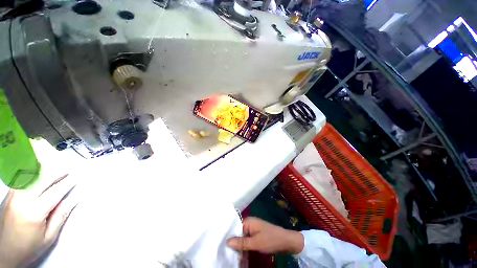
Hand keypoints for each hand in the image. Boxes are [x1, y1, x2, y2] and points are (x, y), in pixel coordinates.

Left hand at [0, 175, 77, 267]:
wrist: (4, 252)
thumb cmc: (29, 248)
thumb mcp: (48, 237)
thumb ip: (60, 216)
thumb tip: (73, 199)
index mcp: (34, 213)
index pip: (54, 193)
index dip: (67, 184)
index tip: (76, 178)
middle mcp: (21, 201)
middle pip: (41, 180)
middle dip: (56, 173)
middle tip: (68, 170)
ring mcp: (13, 196)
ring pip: (29, 176)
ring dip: (44, 170)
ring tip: (55, 168)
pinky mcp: (8, 195)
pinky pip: (21, 179)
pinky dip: (32, 173)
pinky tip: (38, 172)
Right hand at [227, 217, 303, 254]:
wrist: (286, 241)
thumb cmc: (270, 239)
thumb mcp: (255, 243)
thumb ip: (241, 242)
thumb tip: (227, 241)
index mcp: (248, 221)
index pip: (234, 227)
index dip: (229, 236)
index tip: (223, 245)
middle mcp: (250, 224)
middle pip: (238, 234)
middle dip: (234, 245)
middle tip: (228, 255)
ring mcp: (254, 230)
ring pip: (243, 239)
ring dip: (240, 249)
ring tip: (234, 259)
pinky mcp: (257, 235)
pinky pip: (248, 241)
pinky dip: (246, 249)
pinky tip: (242, 258)